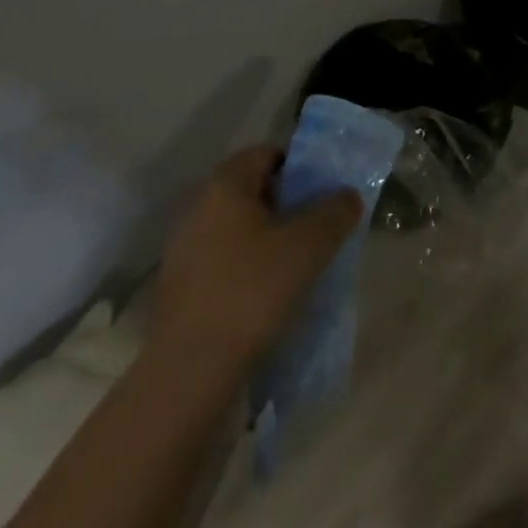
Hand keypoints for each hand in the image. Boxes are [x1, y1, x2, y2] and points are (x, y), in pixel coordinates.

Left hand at [147, 145, 361, 377]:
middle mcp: (198, 207)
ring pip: (239, 229)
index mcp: (225, 184)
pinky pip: (224, 262)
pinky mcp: (180, 288)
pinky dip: (248, 268)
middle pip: (254, 191)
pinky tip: (269, 296)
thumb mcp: (310, 246)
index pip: (268, 154)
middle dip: (288, 206)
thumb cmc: (252, 291)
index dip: (301, 168)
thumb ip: (335, 212)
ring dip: (269, 239)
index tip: (324, 194)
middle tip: (318, 229)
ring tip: (299, 265)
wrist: (190, 374)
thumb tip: (347, 196)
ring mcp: (183, 250)